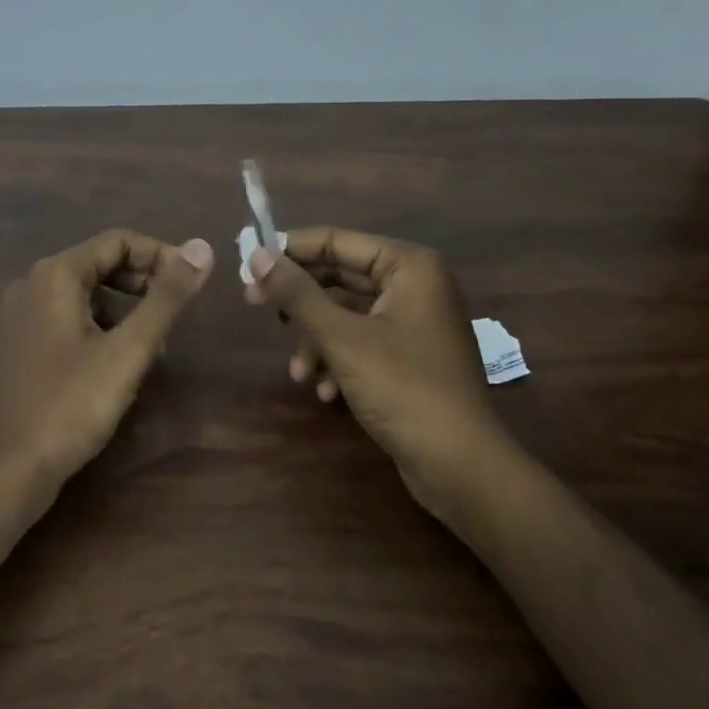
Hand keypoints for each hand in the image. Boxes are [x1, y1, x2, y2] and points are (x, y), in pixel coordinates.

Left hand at [0, 228, 214, 504]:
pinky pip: (66, 320)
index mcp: (56, 275)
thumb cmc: (69, 406)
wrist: (3, 473)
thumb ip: (166, 298)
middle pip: (100, 264)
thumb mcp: (128, 351)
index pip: (118, 241)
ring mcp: (19, 317)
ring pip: (85, 295)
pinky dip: (98, 329)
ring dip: (124, 309)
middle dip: (144, 283)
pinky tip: (116, 365)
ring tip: (154, 347)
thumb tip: (202, 247)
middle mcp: (32, 285)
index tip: (192, 285)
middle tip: (176, 317)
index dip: (161, 256)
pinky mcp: (18, 347)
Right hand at [245, 227, 505, 505]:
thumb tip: (255, 254)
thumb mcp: (342, 338)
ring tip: (298, 371)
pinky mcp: (409, 355)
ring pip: (346, 313)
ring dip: (316, 339)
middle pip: (339, 276)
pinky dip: (338, 360)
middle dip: (300, 301)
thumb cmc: (404, 389)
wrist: (461, 467)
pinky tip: (325, 390)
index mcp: (408, 266)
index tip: (247, 262)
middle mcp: (414, 284)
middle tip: (252, 303)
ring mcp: (413, 322)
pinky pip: (361, 341)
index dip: (290, 250)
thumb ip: (297, 294)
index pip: (337, 241)